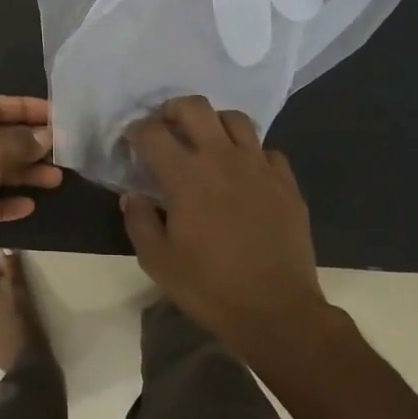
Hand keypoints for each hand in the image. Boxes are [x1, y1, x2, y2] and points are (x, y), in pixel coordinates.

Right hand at [119, 95, 332, 359]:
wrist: (276, 310)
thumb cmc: (209, 287)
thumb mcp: (157, 261)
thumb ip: (139, 221)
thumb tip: (133, 196)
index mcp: (186, 176)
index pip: (153, 133)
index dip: (136, 131)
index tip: (131, 142)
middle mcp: (222, 158)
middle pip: (195, 107)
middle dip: (173, 109)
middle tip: (166, 126)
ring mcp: (259, 166)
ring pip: (235, 119)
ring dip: (214, 123)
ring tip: (207, 142)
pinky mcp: (286, 182)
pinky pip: (266, 150)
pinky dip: (250, 152)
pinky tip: (244, 172)